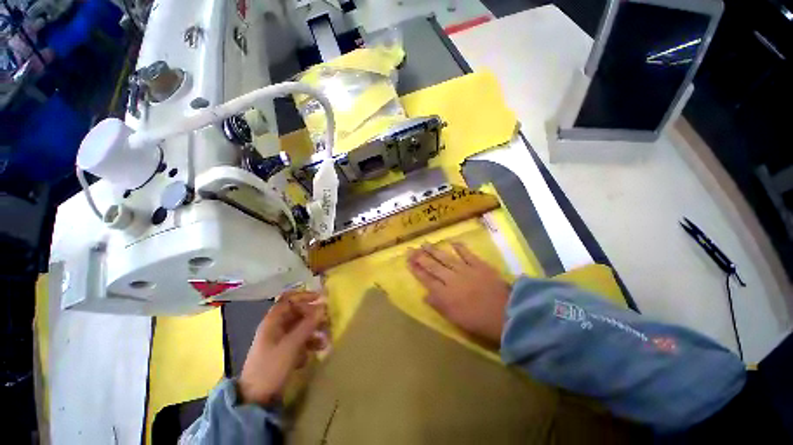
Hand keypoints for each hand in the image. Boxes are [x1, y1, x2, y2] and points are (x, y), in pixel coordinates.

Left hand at [238, 291, 326, 405]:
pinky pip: (299, 341)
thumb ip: (307, 325)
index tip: (321, 298)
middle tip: (327, 321)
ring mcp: (279, 341)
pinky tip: (313, 353)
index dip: (304, 296)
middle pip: (297, 313)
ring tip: (325, 341)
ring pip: (300, 328)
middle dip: (313, 316)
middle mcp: (275, 328)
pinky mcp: (282, 353)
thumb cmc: (271, 368)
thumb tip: (323, 306)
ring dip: (313, 332)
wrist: (254, 400)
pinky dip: (308, 344)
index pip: (289, 300)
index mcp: (273, 322)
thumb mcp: (291, 345)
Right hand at [408, 243, 510, 345]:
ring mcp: (466, 270)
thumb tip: (425, 296)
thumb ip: (439, 306)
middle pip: (433, 266)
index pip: (426, 280)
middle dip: (420, 257)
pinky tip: (452, 242)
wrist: (508, 315)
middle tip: (411, 249)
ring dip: (434, 250)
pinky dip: (460, 247)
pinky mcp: (479, 265)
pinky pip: (467, 254)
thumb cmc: (480, 322)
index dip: (416, 270)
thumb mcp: (456, 320)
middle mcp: (452, 279)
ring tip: (424, 244)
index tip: (408, 261)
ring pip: (446, 258)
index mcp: (446, 295)